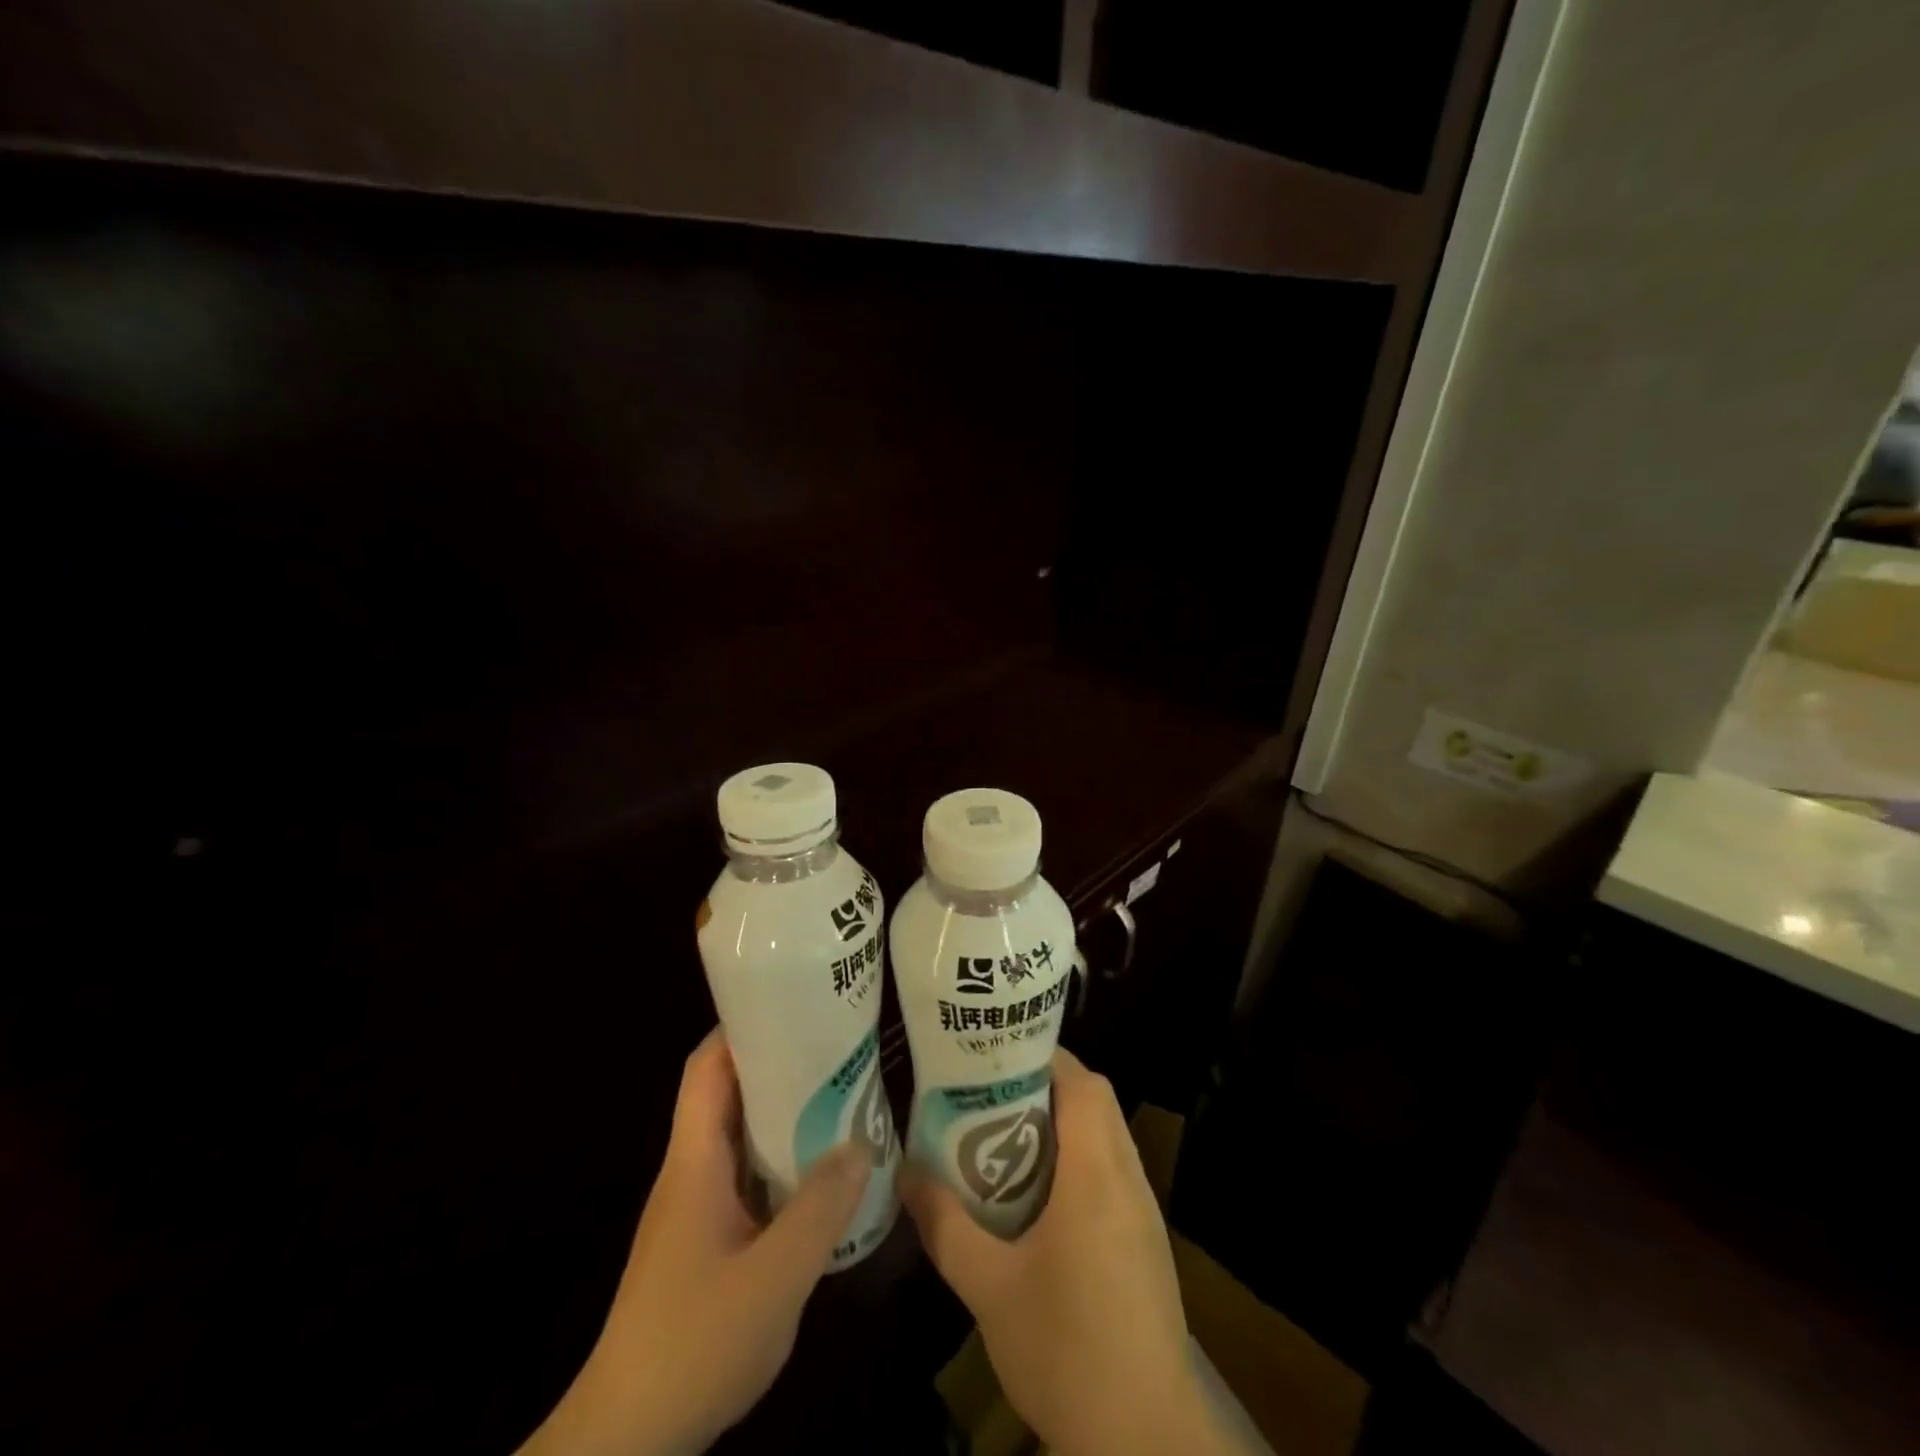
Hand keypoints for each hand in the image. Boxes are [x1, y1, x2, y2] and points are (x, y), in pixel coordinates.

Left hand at [519, 1029, 871, 1455]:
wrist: (625, 1442)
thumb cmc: (692, 1343)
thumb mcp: (774, 1278)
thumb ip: (820, 1208)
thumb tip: (861, 1144)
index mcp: (694, 1161)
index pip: (707, 1068)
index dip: (742, 1028)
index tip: (792, 1005)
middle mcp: (690, 1172)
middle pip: (728, 1095)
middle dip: (777, 1065)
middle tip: (835, 1048)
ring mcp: (695, 1209)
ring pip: (739, 1138)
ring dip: (783, 1114)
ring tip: (840, 1098)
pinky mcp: (704, 1242)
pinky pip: (745, 1178)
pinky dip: (779, 1162)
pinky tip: (819, 1175)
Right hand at [902, 1050, 1235, 1455]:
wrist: (1147, 1441)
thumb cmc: (1066, 1351)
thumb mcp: (989, 1288)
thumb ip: (946, 1225)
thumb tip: (904, 1173)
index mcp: (1096, 1174)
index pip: (1083, 1083)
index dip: (1045, 1058)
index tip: (998, 1058)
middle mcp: (1128, 1179)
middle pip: (1097, 1102)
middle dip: (1047, 1087)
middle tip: (992, 1096)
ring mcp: (1145, 1213)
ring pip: (1108, 1137)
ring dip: (1064, 1126)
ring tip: (1007, 1139)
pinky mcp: (1147, 1244)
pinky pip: (1114, 1173)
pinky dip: (1080, 1162)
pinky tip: (1041, 1201)